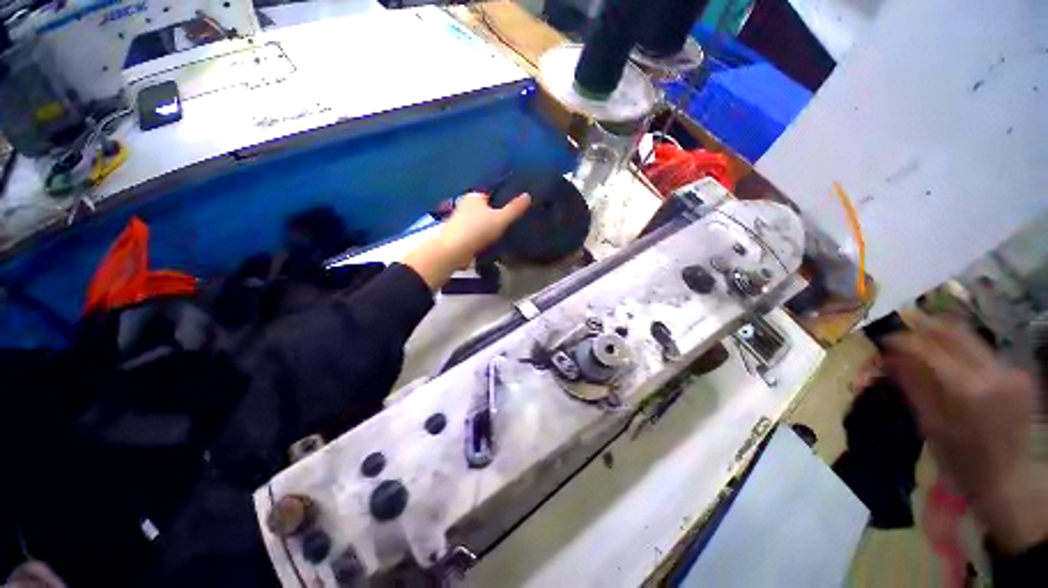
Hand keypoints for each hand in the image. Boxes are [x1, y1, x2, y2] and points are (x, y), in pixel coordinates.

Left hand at [403, 192, 530, 289]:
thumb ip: (514, 208)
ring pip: (478, 221)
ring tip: (500, 235)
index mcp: (474, 195)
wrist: (453, 250)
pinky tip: (488, 243)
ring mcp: (459, 219)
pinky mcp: (457, 234)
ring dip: (486, 227)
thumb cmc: (477, 230)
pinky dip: (480, 236)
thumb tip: (528, 195)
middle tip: (508, 224)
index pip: (491, 194)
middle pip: (484, 208)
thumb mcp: (501, 219)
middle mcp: (464, 204)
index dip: (502, 201)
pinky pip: (473, 232)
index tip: (513, 211)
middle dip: (494, 215)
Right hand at [883, 314, 1045, 552]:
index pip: (929, 348)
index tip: (882, 338)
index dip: (902, 339)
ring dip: (942, 338)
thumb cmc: (959, 460)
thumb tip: (888, 356)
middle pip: (954, 333)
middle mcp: (993, 373)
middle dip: (924, 328)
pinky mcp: (1018, 374)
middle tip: (901, 333)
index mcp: (967, 389)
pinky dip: (960, 352)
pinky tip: (950, 362)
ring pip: (970, 339)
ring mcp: (1010, 372)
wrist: (1005, 480)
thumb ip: (912, 384)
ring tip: (921, 344)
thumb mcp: (929, 424)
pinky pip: (983, 353)